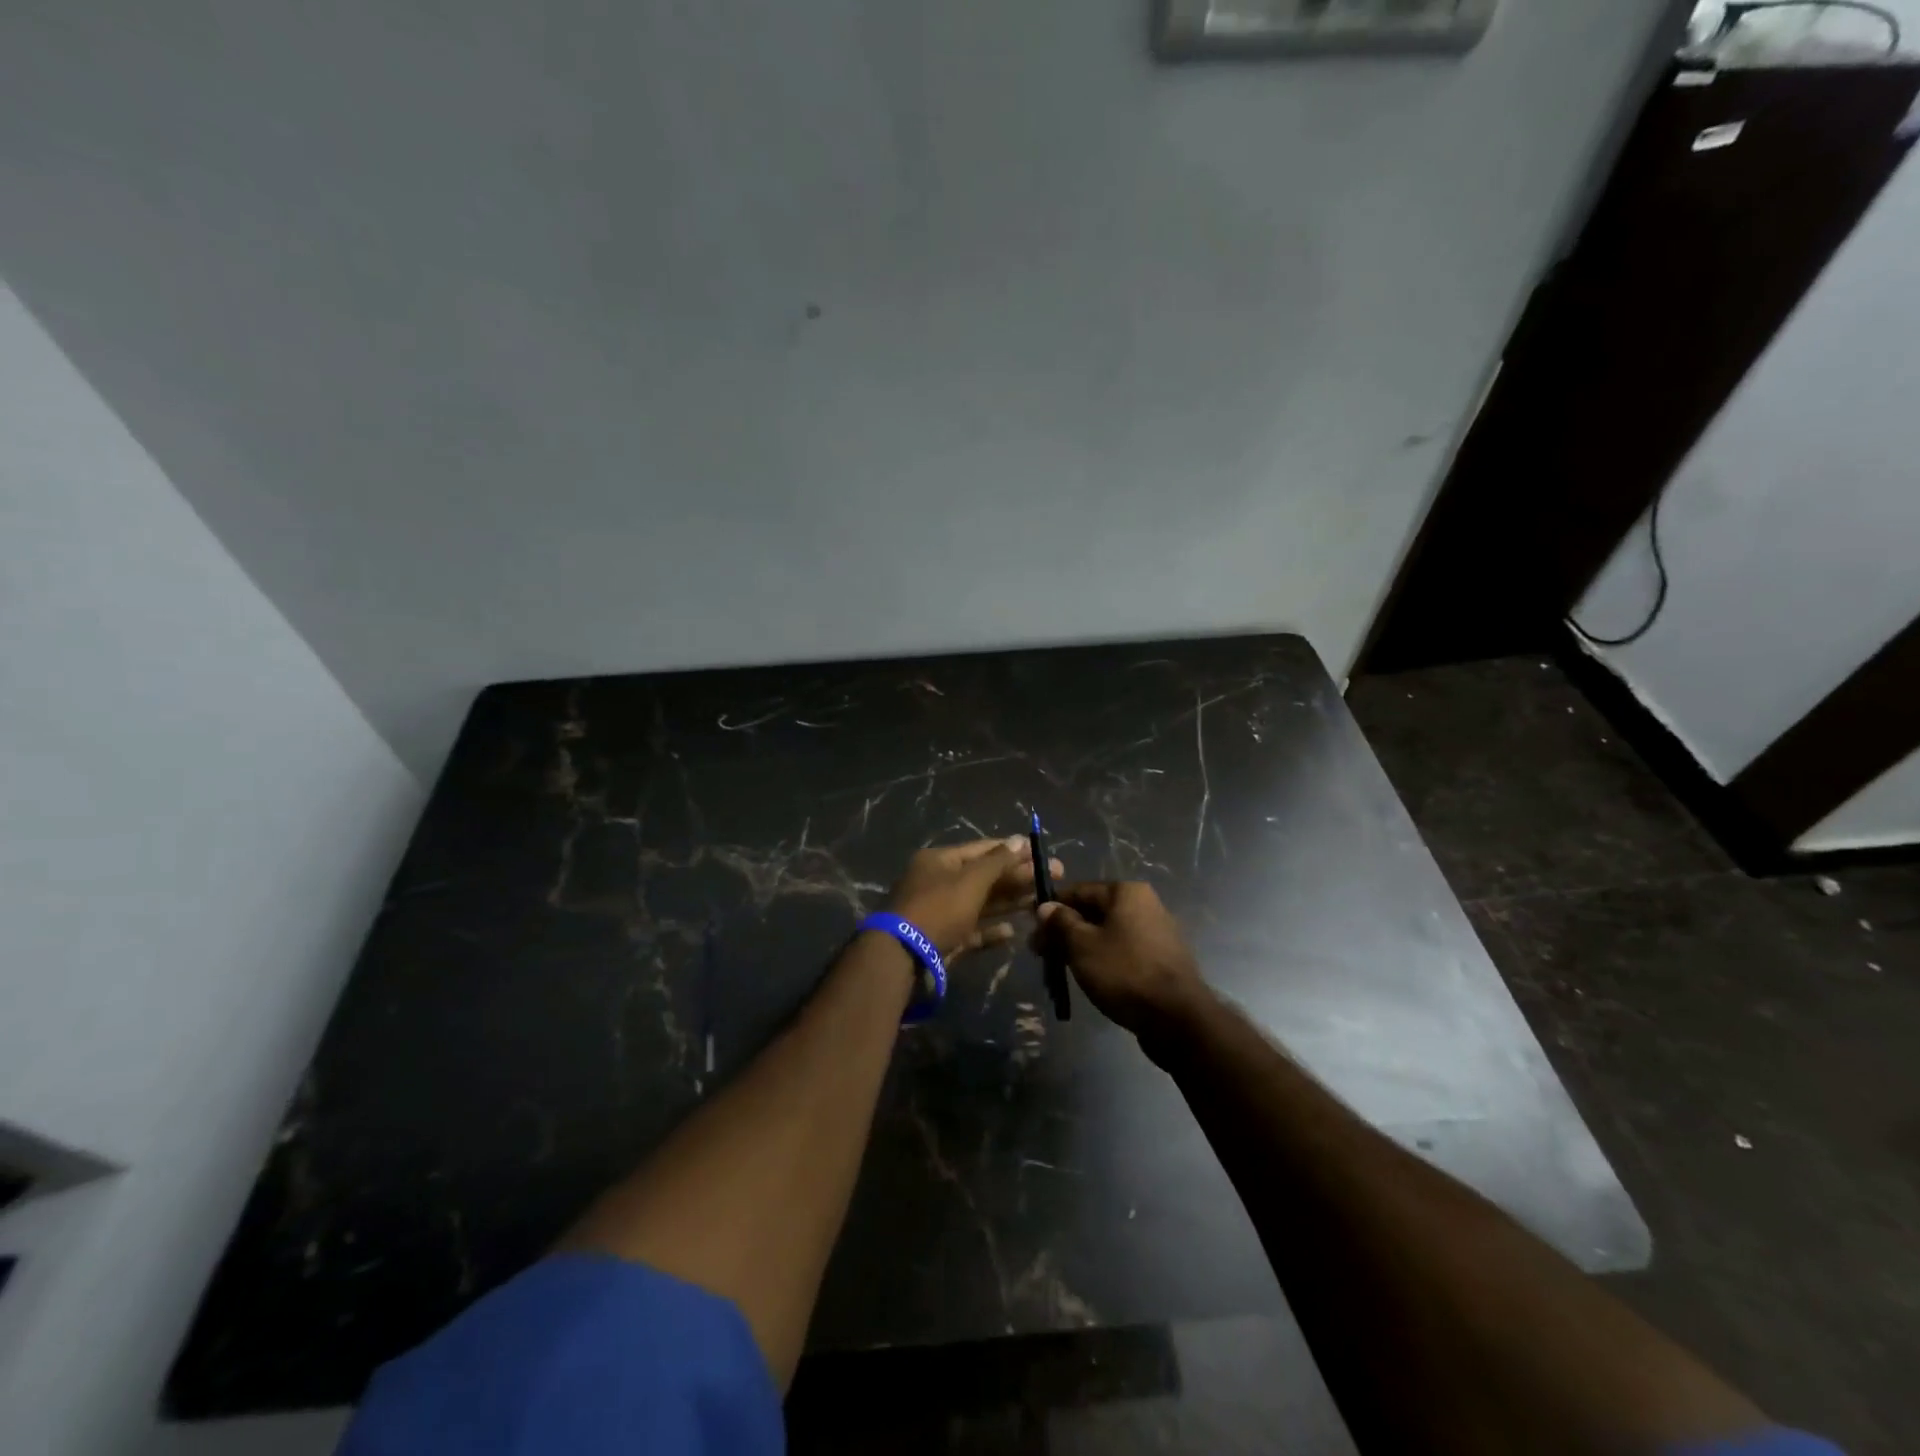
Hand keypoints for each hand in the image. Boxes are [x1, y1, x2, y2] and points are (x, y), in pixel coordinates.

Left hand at [887, 836, 1064, 960]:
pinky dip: (990, 931)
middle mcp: (938, 883)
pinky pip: (971, 931)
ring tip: (1040, 903)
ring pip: (980, 904)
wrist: (903, 957)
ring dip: (1008, 902)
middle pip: (984, 877)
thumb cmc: (938, 908)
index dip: (1013, 850)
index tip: (1041, 854)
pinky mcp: (943, 941)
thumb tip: (1021, 840)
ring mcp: (939, 913)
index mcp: (939, 861)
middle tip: (1053, 879)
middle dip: (1017, 877)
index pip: (982, 849)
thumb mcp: (970, 880)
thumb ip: (998, 862)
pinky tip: (1011, 932)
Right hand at [1030, 881, 1206, 1035]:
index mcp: (1126, 892)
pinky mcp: (1161, 959)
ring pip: (1107, 933)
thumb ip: (1060, 923)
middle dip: (1065, 930)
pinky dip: (1103, 958)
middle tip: (1041, 953)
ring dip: (1082, 946)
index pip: (1078, 890)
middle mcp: (1144, 904)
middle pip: (1093, 911)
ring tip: (1060, 967)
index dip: (1052, 908)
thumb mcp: (1082, 945)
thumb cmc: (1124, 972)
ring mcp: (1156, 932)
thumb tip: (1045, 906)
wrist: (1177, 1018)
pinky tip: (1089, 976)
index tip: (1031, 928)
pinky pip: (1123, 950)